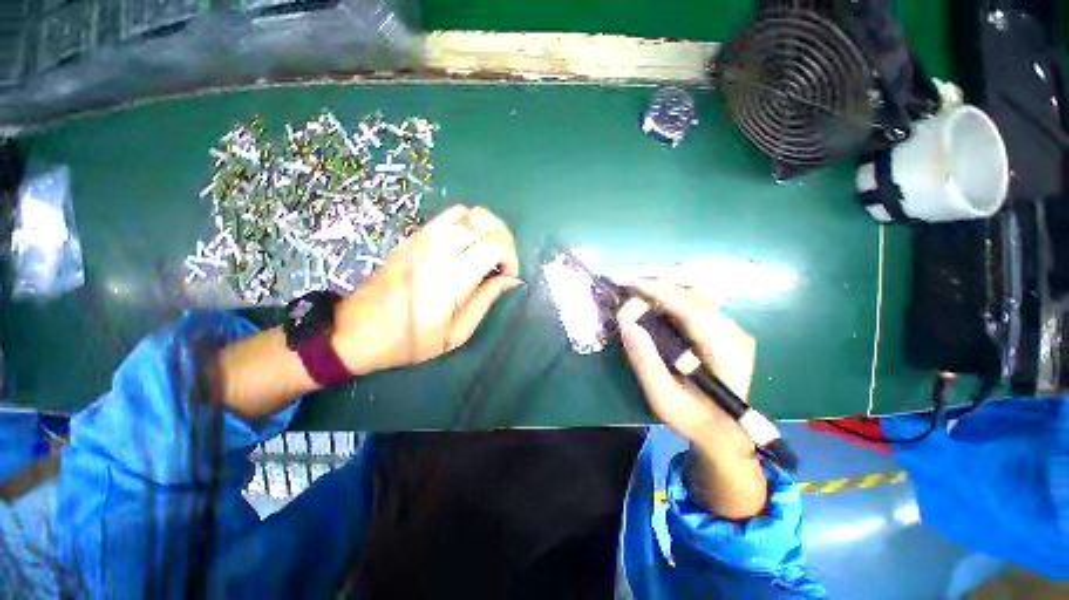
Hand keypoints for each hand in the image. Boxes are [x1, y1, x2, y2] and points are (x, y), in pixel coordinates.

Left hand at [332, 205, 520, 375]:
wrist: (358, 331)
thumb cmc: (411, 340)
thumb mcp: (456, 333)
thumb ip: (486, 300)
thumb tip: (510, 280)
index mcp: (454, 276)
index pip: (496, 245)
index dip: (512, 257)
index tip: (509, 276)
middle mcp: (440, 250)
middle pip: (486, 222)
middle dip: (505, 239)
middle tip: (503, 261)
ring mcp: (424, 239)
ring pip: (469, 213)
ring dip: (487, 227)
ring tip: (488, 249)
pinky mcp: (413, 237)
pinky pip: (449, 215)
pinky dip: (467, 222)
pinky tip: (466, 243)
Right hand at [618, 279, 755, 455]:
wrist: (727, 433)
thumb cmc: (694, 419)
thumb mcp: (663, 398)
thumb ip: (645, 361)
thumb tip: (626, 323)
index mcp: (724, 351)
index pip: (689, 308)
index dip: (658, 291)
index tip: (629, 284)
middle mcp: (733, 333)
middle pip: (692, 295)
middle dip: (657, 287)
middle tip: (627, 289)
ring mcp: (732, 330)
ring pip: (695, 297)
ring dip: (664, 291)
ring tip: (638, 295)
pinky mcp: (725, 331)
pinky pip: (696, 305)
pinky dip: (672, 300)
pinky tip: (655, 307)